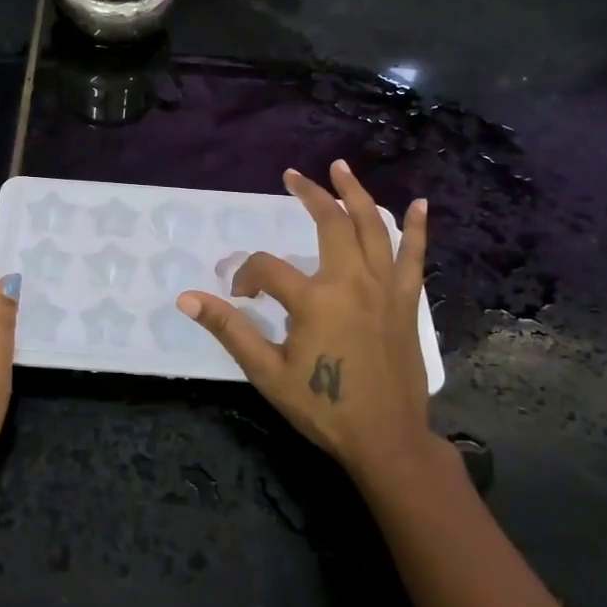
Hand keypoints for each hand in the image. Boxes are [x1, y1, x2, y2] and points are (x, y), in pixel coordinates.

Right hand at [178, 161, 434, 481]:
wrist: (387, 439)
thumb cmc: (324, 406)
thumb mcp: (267, 372)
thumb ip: (229, 329)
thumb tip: (187, 298)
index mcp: (314, 299)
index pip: (267, 269)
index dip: (246, 276)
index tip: (240, 296)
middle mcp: (351, 282)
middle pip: (329, 223)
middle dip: (309, 195)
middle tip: (293, 175)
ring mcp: (384, 289)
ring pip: (371, 228)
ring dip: (355, 194)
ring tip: (341, 168)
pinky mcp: (406, 302)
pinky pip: (413, 257)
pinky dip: (416, 229)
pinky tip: (419, 205)